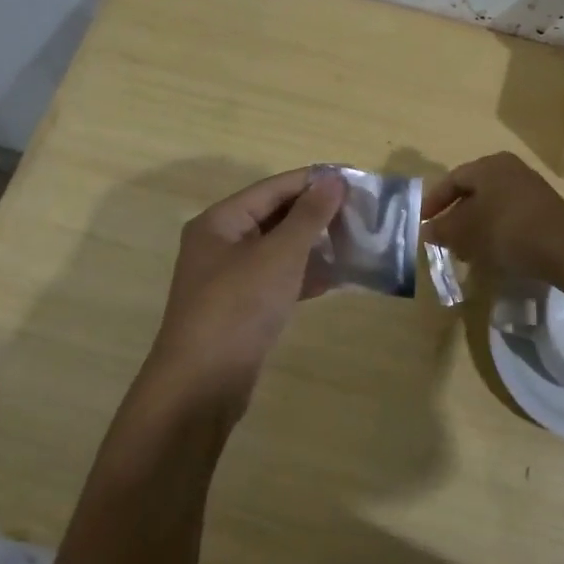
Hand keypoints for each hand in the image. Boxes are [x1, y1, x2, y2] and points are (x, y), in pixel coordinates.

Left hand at [144, 168, 347, 415]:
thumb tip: (334, 179)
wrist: (202, 384)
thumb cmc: (239, 307)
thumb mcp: (279, 255)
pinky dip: (304, 275)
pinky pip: (277, 280)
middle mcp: (220, 244)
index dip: (314, 181)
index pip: (273, 188)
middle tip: (361, 212)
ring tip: (356, 241)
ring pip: (278, 250)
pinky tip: (336, 278)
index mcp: (220, 221)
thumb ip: (309, 215)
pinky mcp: (241, 308)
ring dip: (314, 245)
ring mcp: (229, 278)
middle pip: (274, 216)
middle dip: (317, 214)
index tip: (356, 179)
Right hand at [420, 152, 563, 279]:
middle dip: (455, 216)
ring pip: (492, 206)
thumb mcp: (466, 232)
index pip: (452, 179)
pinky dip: (495, 232)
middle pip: (474, 192)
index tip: (422, 222)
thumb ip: (442, 229)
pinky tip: (491, 253)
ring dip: (475, 227)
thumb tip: (426, 230)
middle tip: (443, 238)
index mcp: (489, 165)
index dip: (434, 201)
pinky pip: (510, 217)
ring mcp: (531, 189)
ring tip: (465, 251)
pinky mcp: (544, 210)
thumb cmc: (506, 230)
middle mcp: (510, 169)